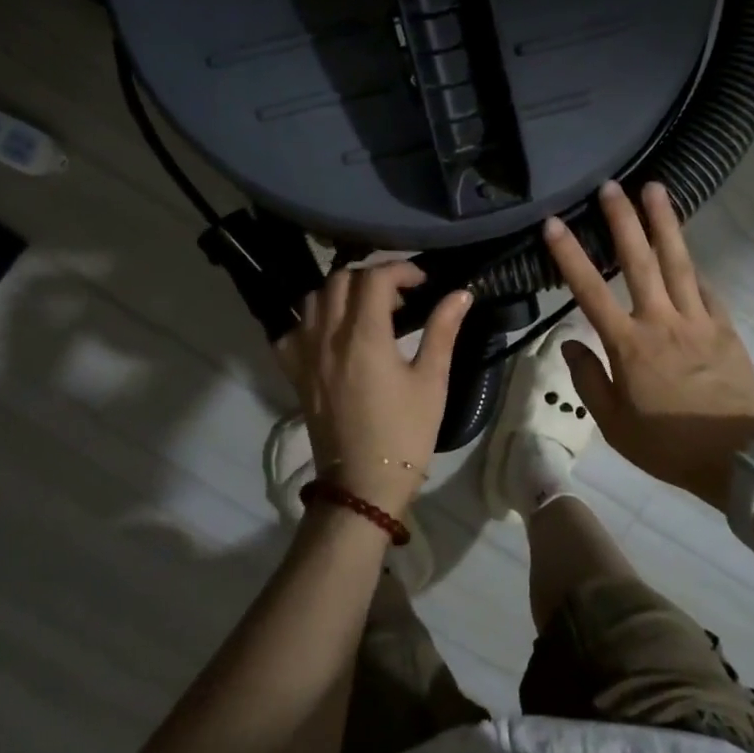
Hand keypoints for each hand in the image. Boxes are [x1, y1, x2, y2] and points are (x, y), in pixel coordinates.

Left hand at [277, 262, 471, 520]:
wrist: (364, 483)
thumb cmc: (406, 432)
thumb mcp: (432, 381)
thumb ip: (442, 331)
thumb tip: (461, 294)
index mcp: (365, 336)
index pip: (374, 278)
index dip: (400, 269)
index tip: (421, 282)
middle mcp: (329, 337)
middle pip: (341, 280)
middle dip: (371, 277)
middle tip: (397, 297)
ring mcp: (306, 355)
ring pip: (314, 299)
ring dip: (340, 293)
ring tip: (366, 311)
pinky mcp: (295, 373)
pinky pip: (292, 330)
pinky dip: (311, 319)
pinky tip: (331, 334)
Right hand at [544, 181, 753, 510]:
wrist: (739, 458)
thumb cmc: (668, 445)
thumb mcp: (614, 424)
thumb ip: (588, 380)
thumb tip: (569, 343)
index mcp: (628, 344)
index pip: (590, 290)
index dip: (570, 254)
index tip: (555, 222)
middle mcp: (661, 321)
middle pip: (639, 260)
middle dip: (623, 220)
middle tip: (611, 185)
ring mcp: (697, 320)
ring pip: (678, 262)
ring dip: (664, 223)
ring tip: (656, 189)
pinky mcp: (724, 327)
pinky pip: (706, 289)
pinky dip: (694, 267)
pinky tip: (688, 252)